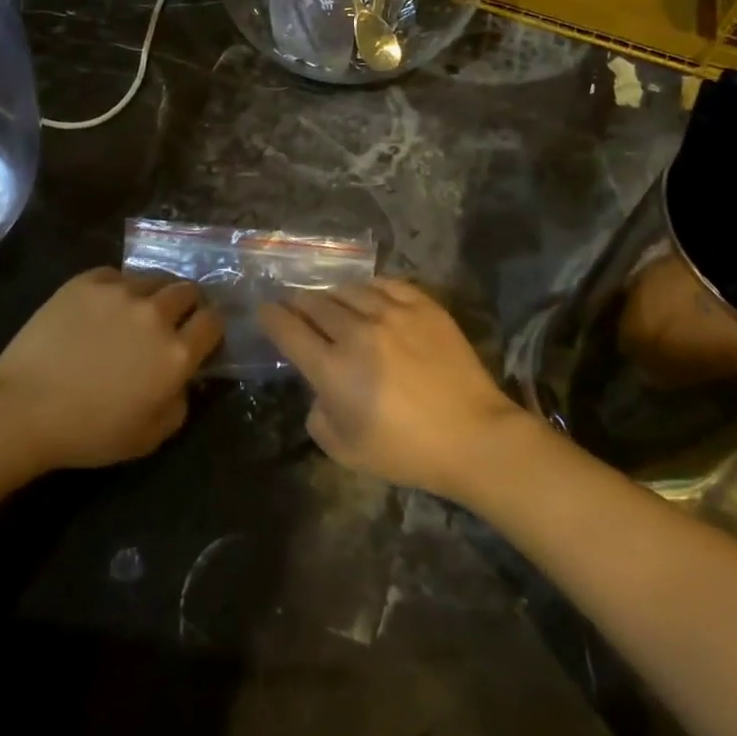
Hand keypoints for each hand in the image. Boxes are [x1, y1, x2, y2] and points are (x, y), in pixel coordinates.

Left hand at [0, 268, 223, 471]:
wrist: (23, 407)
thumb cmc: (88, 431)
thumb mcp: (149, 437)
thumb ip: (180, 404)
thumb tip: (183, 379)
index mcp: (177, 353)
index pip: (213, 322)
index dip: (210, 327)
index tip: (199, 335)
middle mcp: (156, 314)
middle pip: (188, 291)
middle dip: (186, 304)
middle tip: (169, 321)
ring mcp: (121, 292)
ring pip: (153, 279)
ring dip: (152, 294)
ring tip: (133, 311)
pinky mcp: (88, 281)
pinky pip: (116, 275)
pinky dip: (117, 288)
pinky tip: (100, 308)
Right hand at [258, 278, 526, 497]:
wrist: (472, 436)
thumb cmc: (406, 451)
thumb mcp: (344, 449)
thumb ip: (317, 414)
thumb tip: (320, 387)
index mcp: (332, 369)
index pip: (289, 330)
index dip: (271, 317)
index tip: (264, 310)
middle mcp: (356, 332)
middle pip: (315, 304)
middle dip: (297, 303)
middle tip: (293, 305)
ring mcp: (392, 314)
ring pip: (348, 290)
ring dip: (331, 295)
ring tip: (329, 300)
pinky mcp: (423, 307)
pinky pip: (386, 284)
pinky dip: (369, 287)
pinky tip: (367, 294)